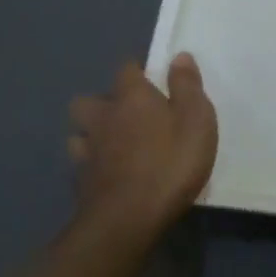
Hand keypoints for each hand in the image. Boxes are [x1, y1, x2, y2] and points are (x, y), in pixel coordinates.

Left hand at [69, 55, 217, 233]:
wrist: (128, 220)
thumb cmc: (170, 163)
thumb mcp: (196, 119)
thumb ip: (187, 86)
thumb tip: (179, 56)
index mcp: (132, 97)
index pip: (127, 69)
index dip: (138, 72)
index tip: (152, 81)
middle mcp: (103, 117)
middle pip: (89, 100)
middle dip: (103, 103)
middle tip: (127, 114)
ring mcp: (87, 151)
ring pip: (79, 132)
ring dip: (92, 134)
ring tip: (112, 144)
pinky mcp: (80, 182)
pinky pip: (80, 164)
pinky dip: (91, 164)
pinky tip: (105, 173)